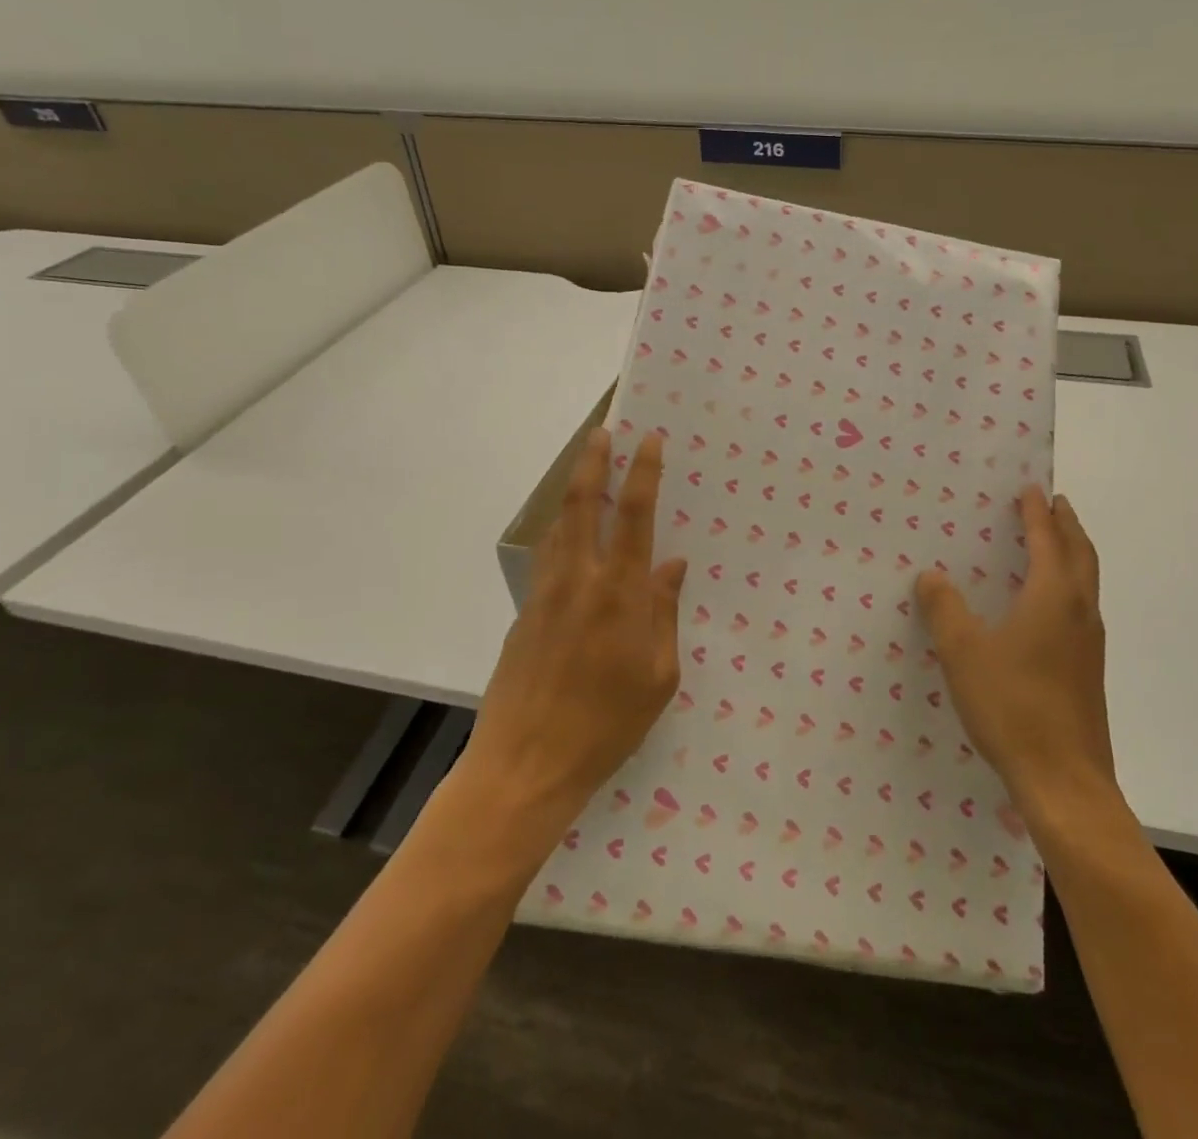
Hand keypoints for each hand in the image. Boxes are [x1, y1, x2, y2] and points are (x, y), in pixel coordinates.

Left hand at [465, 428, 687, 842]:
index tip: (650, 441)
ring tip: (586, 468)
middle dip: (594, 462)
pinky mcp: (525, 615)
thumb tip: (672, 567)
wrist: (526, 765)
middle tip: (603, 431)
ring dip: (574, 492)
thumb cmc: (607, 726)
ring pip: (559, 527)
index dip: (644, 473)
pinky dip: (561, 532)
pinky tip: (570, 535)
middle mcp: (579, 581)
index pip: (635, 517)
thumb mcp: (658, 677)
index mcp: (619, 594)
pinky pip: (547, 558)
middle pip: (584, 505)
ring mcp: (545, 595)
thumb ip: (664, 615)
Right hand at [915, 487, 1119, 814]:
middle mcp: (1080, 612)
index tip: (1031, 488)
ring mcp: (1089, 644)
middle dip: (1067, 525)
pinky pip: (1082, 608)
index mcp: (1053, 598)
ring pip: (1087, 582)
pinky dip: (1070, 585)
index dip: (1036, 513)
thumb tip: (930, 576)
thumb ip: (944, 609)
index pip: (1047, 540)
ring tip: (1054, 544)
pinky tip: (1047, 607)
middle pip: (1080, 554)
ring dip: (1073, 553)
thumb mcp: (963, 653)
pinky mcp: (1088, 670)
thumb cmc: (1012, 706)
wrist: (1064, 780)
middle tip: (1054, 503)